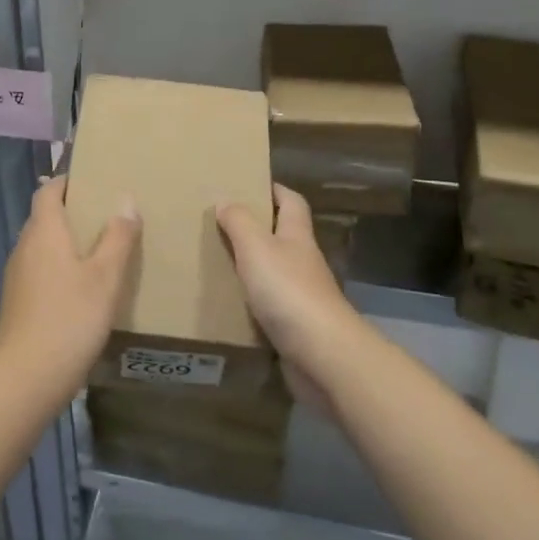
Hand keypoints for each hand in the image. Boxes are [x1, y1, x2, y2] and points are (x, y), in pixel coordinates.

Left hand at [0, 176, 139, 400]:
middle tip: (108, 215)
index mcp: (44, 231)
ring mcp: (18, 275)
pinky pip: (41, 269)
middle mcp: (25, 246)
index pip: (48, 190)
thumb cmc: (70, 318)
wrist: (25, 377)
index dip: (68, 182)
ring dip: (67, 242)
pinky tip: (83, 286)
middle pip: (45, 216)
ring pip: (43, 245)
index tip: (94, 181)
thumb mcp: (105, 277)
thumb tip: (126, 200)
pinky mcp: (18, 301)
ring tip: (102, 249)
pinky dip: (60, 267)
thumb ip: (117, 237)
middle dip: (73, 211)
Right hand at [216, 185, 365, 404]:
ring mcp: (302, 296)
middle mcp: (303, 262)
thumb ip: (239, 222)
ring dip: (251, 267)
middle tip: (220, 225)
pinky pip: (269, 307)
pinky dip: (251, 302)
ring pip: (274, 272)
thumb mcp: (256, 247)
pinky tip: (228, 305)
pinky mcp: (296, 327)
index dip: (275, 190)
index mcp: (297, 237)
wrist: (322, 355)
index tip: (250, 184)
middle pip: (282, 236)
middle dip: (256, 228)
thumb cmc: (288, 291)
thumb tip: (226, 199)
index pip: (291, 203)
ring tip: (216, 263)